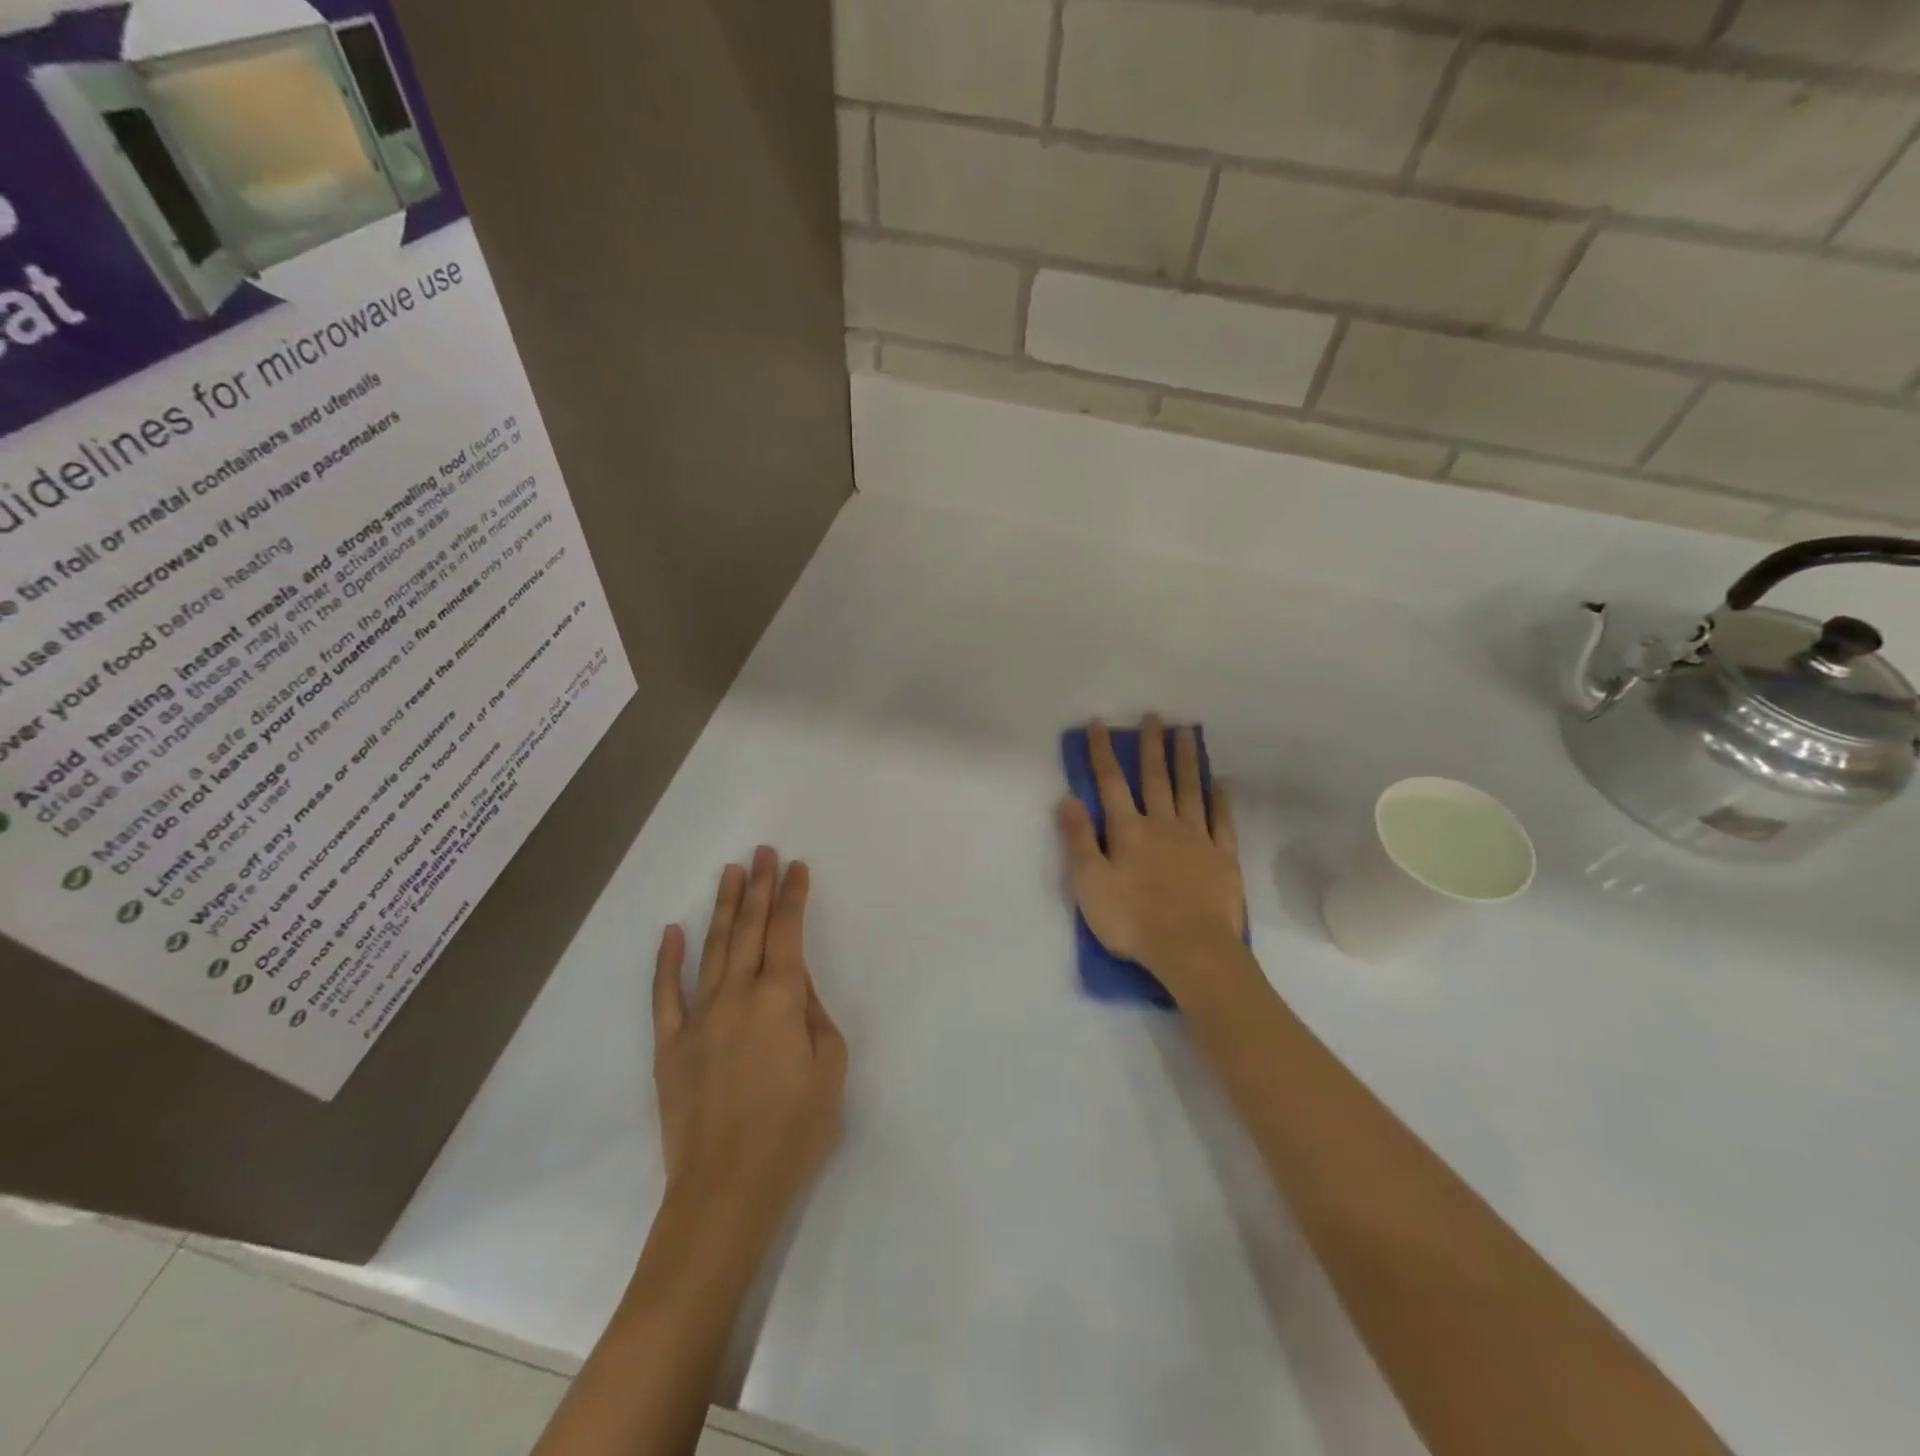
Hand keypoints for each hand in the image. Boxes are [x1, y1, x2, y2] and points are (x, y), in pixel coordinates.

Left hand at [652, 847, 846, 1240]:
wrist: (726, 1192)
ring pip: (712, 948)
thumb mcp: (830, 1070)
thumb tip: (797, 985)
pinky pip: (665, 994)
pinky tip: (671, 931)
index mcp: (781, 999)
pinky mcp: (670, 1045)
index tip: (797, 867)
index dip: (793, 897)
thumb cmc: (793, 1132)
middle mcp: (737, 996)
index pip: (788, 933)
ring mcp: (698, 1018)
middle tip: (763, 851)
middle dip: (760, 887)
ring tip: (731, 873)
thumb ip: (815, 1016)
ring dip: (724, 908)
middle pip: (750, 929)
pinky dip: (667, 960)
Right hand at [1057, 715, 1249, 1000]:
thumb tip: (1068, 798)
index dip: (1102, 752)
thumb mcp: (1090, 883)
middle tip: (1154, 715)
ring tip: (1186, 731)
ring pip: (1190, 790)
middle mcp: (1163, 825)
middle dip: (1151, 746)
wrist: (1191, 949)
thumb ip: (1079, 840)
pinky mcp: (1223, 857)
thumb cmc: (1132, 920)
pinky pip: (1222, 820)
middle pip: (1156, 778)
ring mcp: (1197, 839)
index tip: (1099, 723)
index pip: (1111, 783)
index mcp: (1128, 831)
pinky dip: (1221, 799)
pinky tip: (1222, 781)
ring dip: (1186, 759)